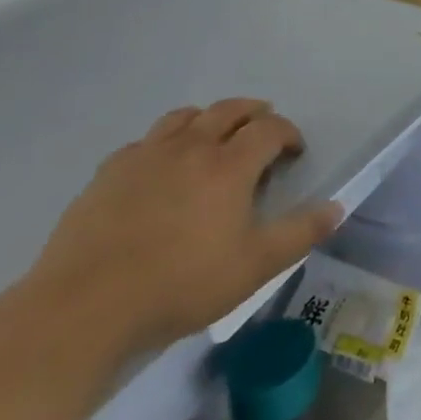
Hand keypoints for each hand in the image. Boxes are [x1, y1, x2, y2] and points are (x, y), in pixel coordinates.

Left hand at [26, 99, 341, 354]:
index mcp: (230, 165)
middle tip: (262, 130)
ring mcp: (145, 156)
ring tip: (213, 140)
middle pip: (229, 110)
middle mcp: (191, 147)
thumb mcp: (255, 267)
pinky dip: (163, 144)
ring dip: (208, 120)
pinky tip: (160, 169)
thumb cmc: (180, 284)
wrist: (83, 309)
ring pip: (184, 117)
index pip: (270, 128)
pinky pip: (143, 142)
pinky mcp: (107, 174)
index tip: (294, 152)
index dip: (288, 133)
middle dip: (253, 113)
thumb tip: (337, 207)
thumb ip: (300, 233)